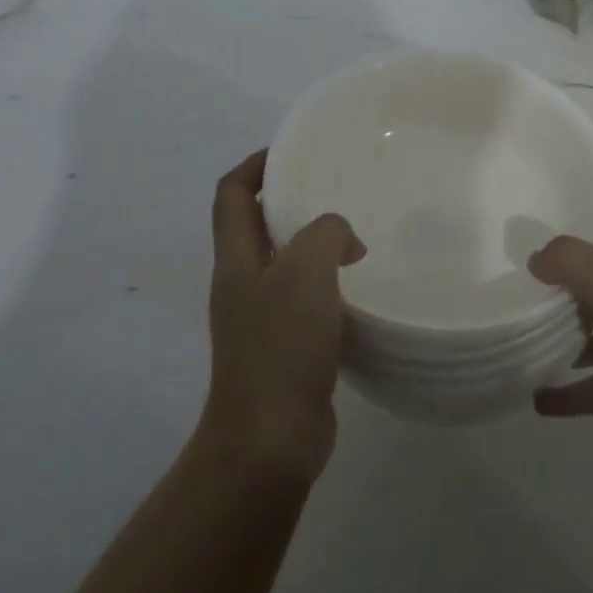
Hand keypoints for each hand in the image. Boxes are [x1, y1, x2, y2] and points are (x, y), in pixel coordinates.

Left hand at [204, 150, 365, 478]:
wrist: (270, 439)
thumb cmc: (280, 347)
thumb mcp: (305, 272)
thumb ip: (326, 234)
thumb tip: (344, 241)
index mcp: (236, 261)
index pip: (231, 195)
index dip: (254, 165)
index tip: (292, 152)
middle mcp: (243, 285)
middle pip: (256, 226)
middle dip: (289, 201)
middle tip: (336, 188)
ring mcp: (261, 319)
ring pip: (284, 263)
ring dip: (313, 244)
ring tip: (357, 233)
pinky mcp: (285, 348)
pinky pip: (305, 299)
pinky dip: (328, 283)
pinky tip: (361, 287)